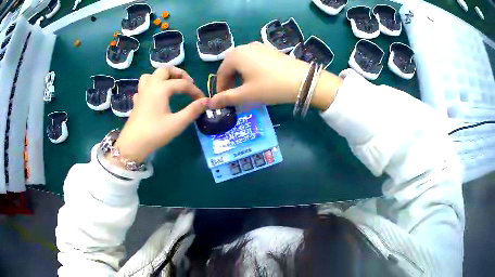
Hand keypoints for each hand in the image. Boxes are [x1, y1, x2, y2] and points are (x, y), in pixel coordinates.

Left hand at [113, 66, 207, 162]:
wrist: (133, 144)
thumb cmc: (155, 133)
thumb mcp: (177, 123)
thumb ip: (192, 111)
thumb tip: (206, 101)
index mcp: (161, 88)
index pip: (183, 84)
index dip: (195, 90)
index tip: (203, 100)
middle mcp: (151, 85)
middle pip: (165, 70)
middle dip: (179, 74)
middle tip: (188, 84)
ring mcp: (142, 92)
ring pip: (152, 74)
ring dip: (163, 76)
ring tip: (171, 85)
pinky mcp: (137, 100)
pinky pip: (144, 86)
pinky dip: (152, 86)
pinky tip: (155, 95)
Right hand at [209, 42, 341, 110]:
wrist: (302, 80)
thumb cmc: (270, 87)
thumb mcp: (246, 95)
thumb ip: (226, 98)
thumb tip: (211, 103)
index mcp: (235, 55)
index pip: (221, 73)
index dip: (220, 88)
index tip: (222, 101)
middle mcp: (245, 47)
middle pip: (231, 66)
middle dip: (230, 82)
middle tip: (233, 96)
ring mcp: (259, 47)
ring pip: (242, 63)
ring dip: (240, 76)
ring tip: (245, 90)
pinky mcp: (270, 50)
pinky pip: (253, 60)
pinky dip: (250, 71)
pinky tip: (257, 80)